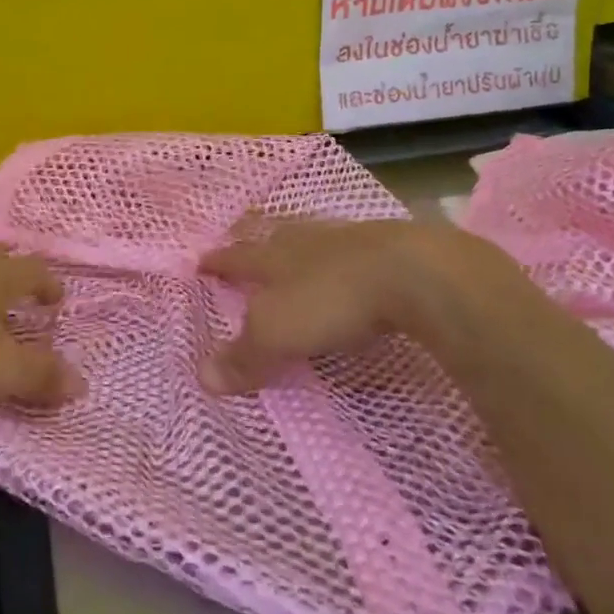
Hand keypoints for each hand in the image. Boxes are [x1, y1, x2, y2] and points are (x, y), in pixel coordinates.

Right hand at [199, 218, 532, 393]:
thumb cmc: (332, 300)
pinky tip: (349, 265)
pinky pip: (351, 249)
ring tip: (294, 251)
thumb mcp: (278, 334)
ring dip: (299, 246)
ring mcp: (347, 239)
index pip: (236, 258)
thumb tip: (201, 377)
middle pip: (273, 237)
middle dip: (256, 241)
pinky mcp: (386, 247)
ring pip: (313, 238)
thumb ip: (244, 355)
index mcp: (273, 256)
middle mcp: (305, 241)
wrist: (412, 273)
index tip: (200, 261)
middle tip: (244, 241)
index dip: (218, 262)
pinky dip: (341, 257)